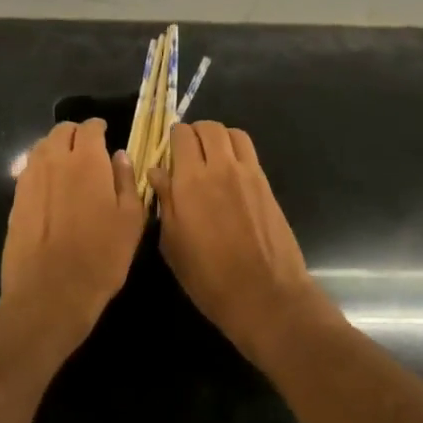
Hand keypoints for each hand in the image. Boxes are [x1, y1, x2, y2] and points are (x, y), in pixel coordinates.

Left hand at [0, 120, 146, 356]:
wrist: (49, 293)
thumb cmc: (100, 257)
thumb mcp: (131, 220)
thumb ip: (126, 180)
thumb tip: (119, 155)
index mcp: (86, 160)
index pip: (90, 127)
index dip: (99, 128)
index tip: (106, 135)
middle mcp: (54, 160)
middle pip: (62, 131)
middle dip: (76, 134)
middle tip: (88, 150)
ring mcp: (30, 178)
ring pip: (42, 147)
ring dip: (56, 148)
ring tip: (68, 166)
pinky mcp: (15, 198)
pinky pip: (29, 169)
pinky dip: (41, 168)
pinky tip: (51, 187)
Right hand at [150, 121, 333, 367]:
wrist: (265, 295)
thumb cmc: (209, 277)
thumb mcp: (173, 244)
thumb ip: (165, 201)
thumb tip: (157, 172)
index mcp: (191, 180)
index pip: (181, 135)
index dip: (172, 138)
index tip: (168, 152)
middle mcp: (220, 167)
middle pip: (208, 127)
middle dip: (195, 133)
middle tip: (188, 152)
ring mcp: (247, 173)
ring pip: (232, 133)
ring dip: (218, 137)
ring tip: (211, 157)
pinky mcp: (266, 184)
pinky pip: (249, 151)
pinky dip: (236, 150)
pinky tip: (230, 174)